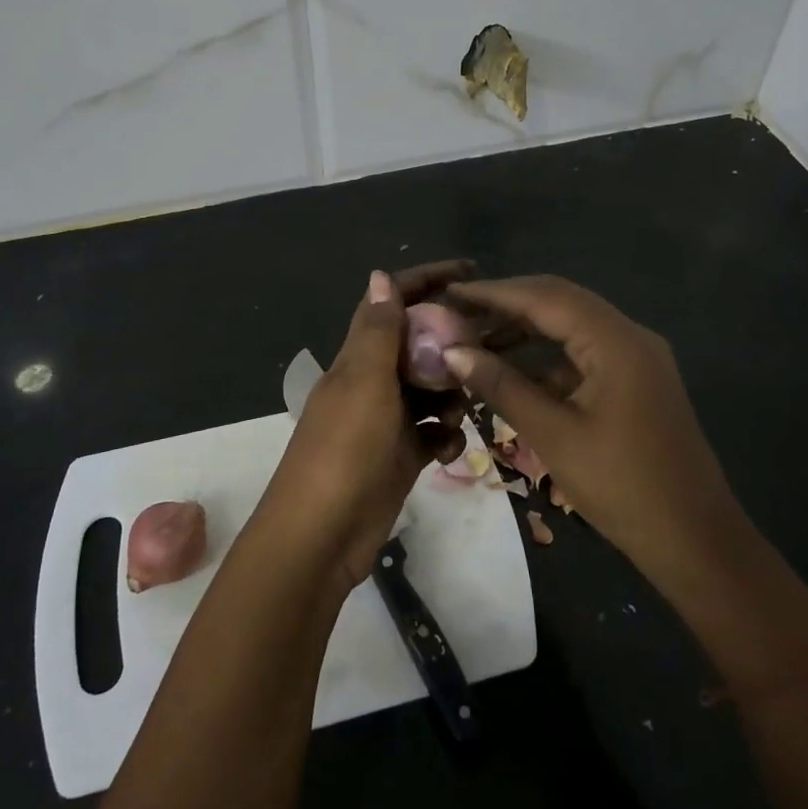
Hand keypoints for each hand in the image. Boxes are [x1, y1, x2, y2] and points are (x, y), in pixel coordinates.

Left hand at [257, 262, 471, 587]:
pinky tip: (447, 450)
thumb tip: (380, 274)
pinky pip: (432, 434)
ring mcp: (386, 421)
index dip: (425, 280)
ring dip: (451, 394)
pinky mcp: (400, 456)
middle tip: (486, 351)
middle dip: (450, 345)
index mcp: (358, 358)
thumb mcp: (365, 384)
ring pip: (430, 390)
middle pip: (418, 346)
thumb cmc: (344, 451)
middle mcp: (372, 382)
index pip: (391, 303)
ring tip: (460, 410)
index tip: (469, 271)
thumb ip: (378, 331)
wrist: (321, 537)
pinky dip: (444, 436)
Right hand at [443, 276, 743, 587]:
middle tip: (458, 312)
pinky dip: (547, 357)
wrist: (695, 539)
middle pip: (560, 302)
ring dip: (526, 330)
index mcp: (616, 341)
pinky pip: (585, 353)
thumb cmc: (622, 486)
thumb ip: (502, 386)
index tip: (450, 293)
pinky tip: (515, 375)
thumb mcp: (553, 435)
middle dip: (507, 304)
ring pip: (572, 326)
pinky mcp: (636, 381)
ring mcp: (637, 358)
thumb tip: (452, 351)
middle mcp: (630, 336)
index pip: (545, 297)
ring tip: (476, 341)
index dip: (494, 293)